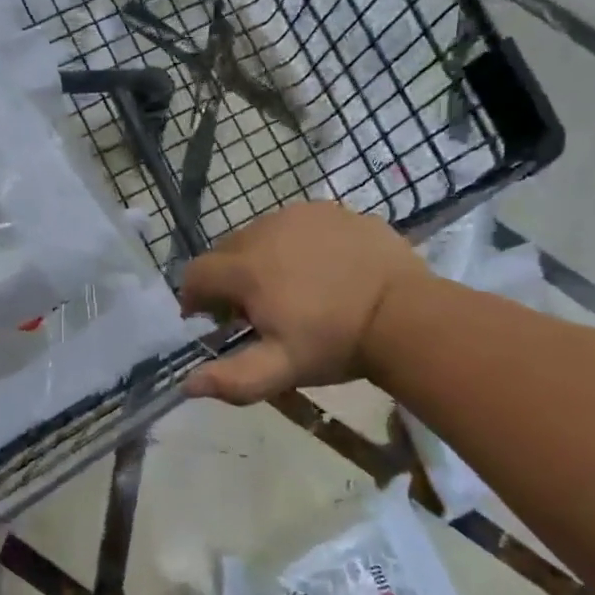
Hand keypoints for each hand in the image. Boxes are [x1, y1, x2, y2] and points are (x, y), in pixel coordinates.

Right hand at [179, 202, 429, 403]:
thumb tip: (187, 384)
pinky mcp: (331, 210)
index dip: (195, 298)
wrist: (407, 314)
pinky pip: (296, 224)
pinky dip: (294, 244)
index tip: (212, 320)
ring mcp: (300, 215)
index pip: (196, 273)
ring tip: (287, 288)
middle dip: (228, 279)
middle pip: (225, 251)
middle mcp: (265, 230)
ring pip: (260, 234)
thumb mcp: (281, 370)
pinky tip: (319, 270)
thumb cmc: (336, 343)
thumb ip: (231, 380)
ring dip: (260, 258)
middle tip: (253, 309)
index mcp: (245, 268)